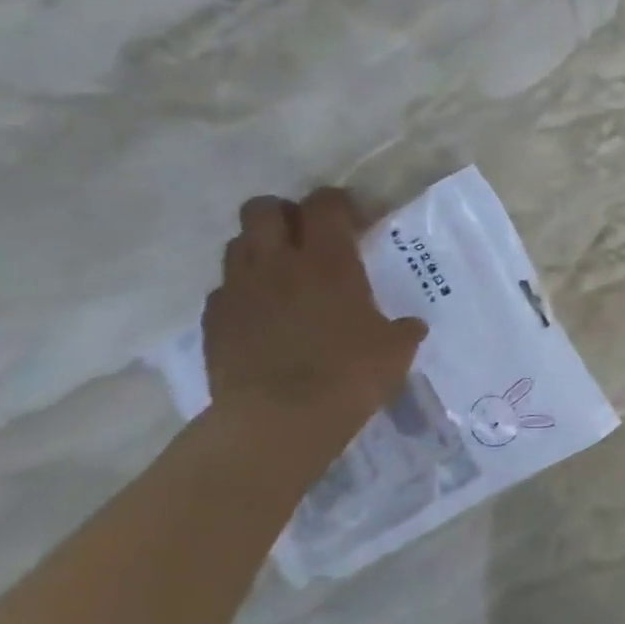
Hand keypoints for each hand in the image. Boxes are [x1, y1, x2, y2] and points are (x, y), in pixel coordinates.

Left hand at [203, 188, 426, 431]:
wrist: (278, 420)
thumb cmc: (348, 374)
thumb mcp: (395, 350)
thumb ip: (402, 329)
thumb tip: (411, 325)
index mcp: (328, 260)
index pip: (325, 203)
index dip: (340, 204)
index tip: (357, 223)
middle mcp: (278, 262)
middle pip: (264, 208)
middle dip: (285, 214)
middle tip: (308, 239)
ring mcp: (239, 290)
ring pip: (238, 243)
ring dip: (259, 249)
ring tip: (282, 275)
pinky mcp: (214, 321)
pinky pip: (224, 290)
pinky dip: (242, 293)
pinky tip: (261, 316)